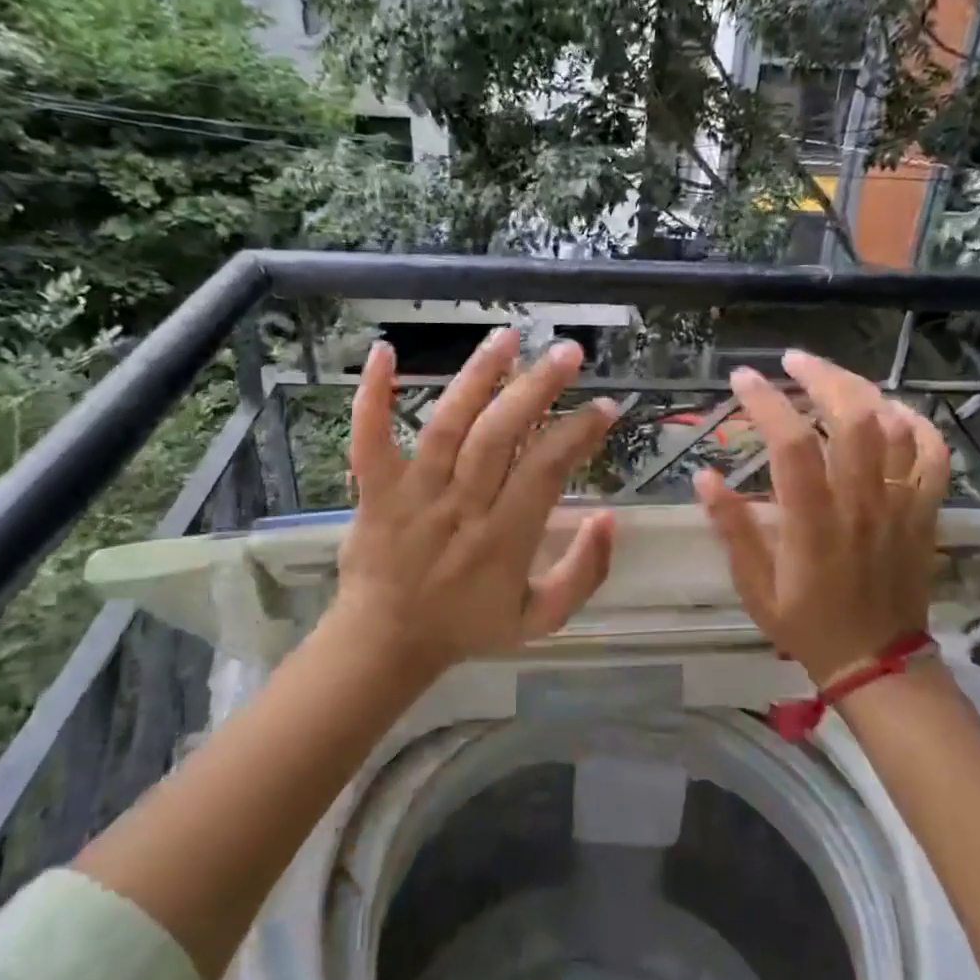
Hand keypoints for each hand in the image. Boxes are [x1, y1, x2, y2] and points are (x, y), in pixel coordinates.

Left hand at [326, 328, 617, 678]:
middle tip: (569, 352)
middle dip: (537, 388)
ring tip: (507, 335)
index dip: (579, 433)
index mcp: (505, 537)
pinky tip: (385, 350)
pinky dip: (372, 396)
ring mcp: (414, 494)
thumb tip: (609, 516)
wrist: (386, 643)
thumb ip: (584, 573)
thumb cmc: (468, 625)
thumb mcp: (542, 619)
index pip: (547, 469)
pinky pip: (369, 439)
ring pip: (448, 425)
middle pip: (500, 435)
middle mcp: (462, 506)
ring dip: (478, 376)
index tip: (605, 406)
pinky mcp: (375, 490)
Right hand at [694, 350, 949, 686]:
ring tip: (832, 378)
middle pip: (853, 416)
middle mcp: (861, 502)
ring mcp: (900, 505)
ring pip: (894, 426)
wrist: (876, 661)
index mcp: (814, 521)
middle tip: (792, 360)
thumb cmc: (806, 624)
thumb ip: (731, 527)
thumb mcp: (754, 585)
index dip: (767, 402)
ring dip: (862, 389)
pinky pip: (933, 454)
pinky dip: (916, 422)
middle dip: (821, 376)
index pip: (792, 444)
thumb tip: (704, 476)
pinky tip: (891, 410)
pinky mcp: (925, 512)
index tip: (742, 378)